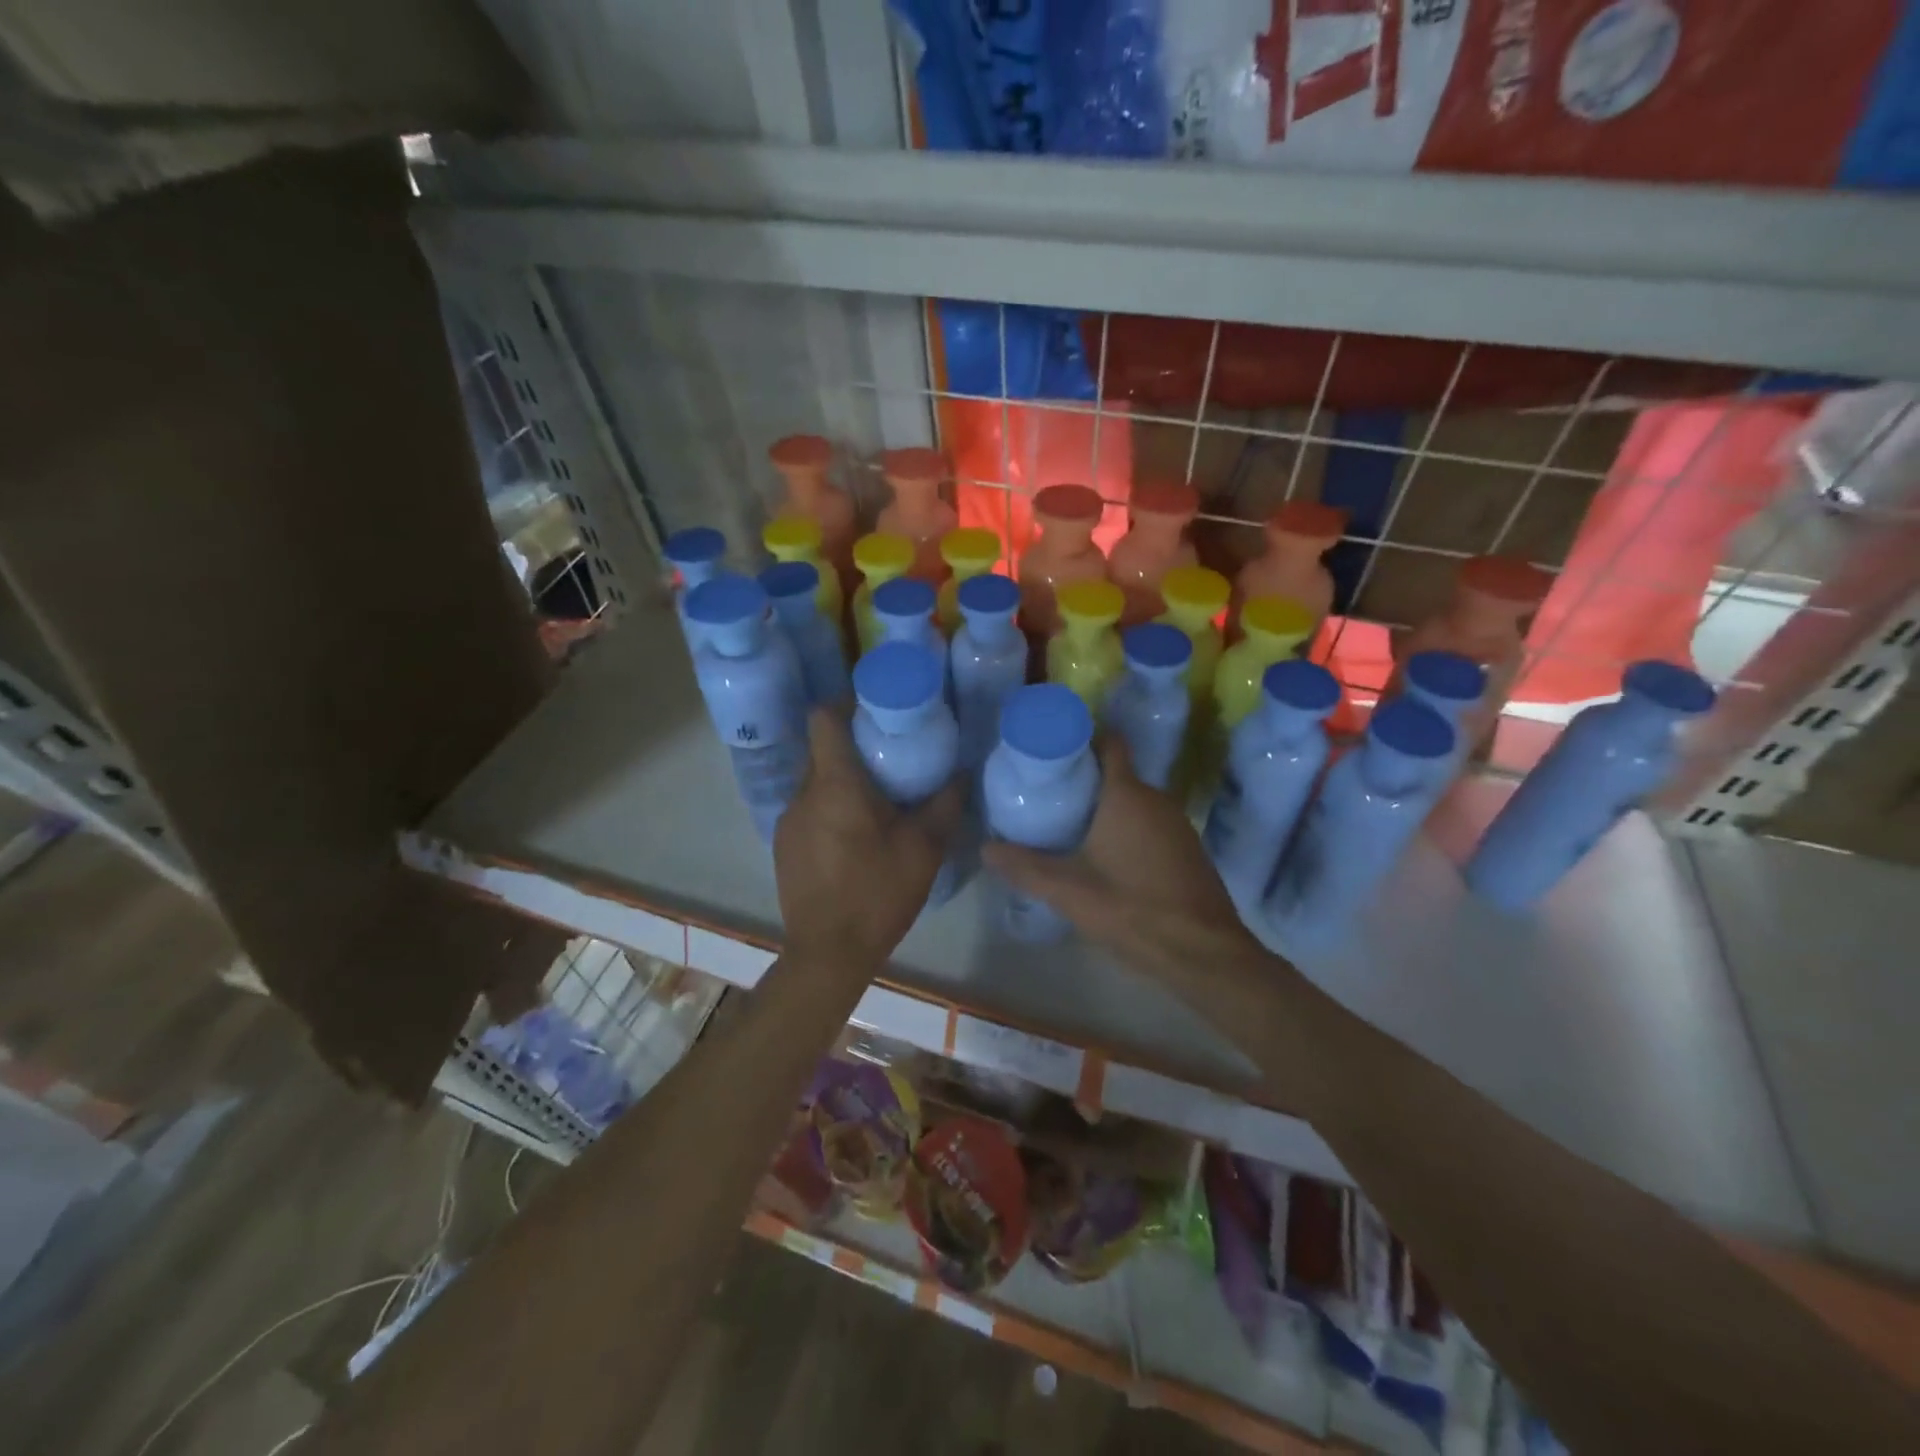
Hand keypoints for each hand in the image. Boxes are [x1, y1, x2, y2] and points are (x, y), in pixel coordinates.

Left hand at [774, 709, 963, 971]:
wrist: (829, 953)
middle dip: (854, 746)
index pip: (824, 718)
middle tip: (891, 756)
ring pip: (816, 782)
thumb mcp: (924, 849)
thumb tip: (963, 773)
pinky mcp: (784, 846)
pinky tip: (856, 838)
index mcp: (834, 784)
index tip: (877, 710)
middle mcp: (803, 794)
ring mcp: (788, 821)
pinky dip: (830, 809)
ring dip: (843, 782)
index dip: (846, 703)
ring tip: (878, 799)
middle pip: (822, 749)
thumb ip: (945, 804)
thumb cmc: (878, 893)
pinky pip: (809, 810)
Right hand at [983, 736, 1267, 985]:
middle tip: (1047, 796)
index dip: (1081, 741)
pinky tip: (1105, 857)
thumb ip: (1024, 866)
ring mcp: (1177, 824)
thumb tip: (985, 847)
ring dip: (1105, 808)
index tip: (1051, 754)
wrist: (1203, 954)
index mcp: (1127, 795)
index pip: (1109, 743)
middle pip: (1117, 774)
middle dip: (1084, 781)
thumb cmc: (1131, 909)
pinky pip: (1150, 824)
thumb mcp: (1068, 890)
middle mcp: (1157, 799)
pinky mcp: (1187, 849)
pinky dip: (1127, 829)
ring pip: (1134, 802)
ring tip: (1069, 825)